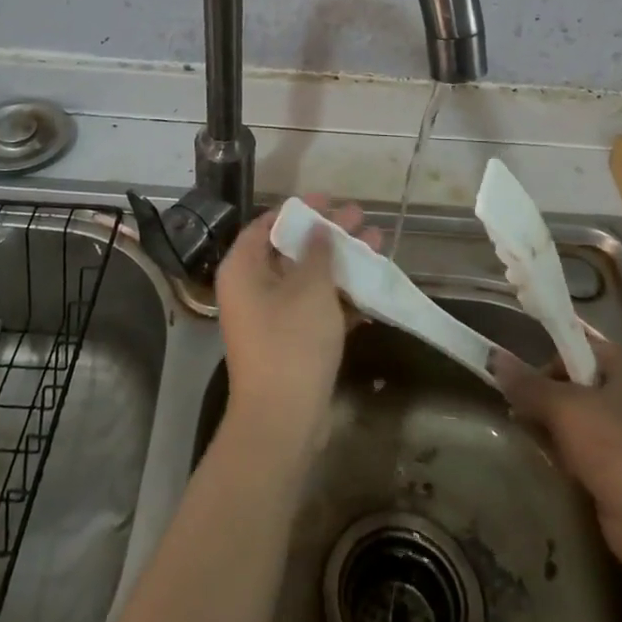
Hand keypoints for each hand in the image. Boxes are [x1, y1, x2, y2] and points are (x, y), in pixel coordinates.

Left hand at [214, 197, 372, 454]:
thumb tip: (319, 229)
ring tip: (377, 244)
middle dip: (329, 234)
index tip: (331, 200)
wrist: (282, 421)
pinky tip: (372, 287)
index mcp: (244, 267)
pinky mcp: (289, 341)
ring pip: (308, 278)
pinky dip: (340, 296)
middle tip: (361, 218)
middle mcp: (251, 287)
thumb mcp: (310, 288)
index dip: (301, 210)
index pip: (269, 224)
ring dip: (340, 263)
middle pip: (292, 249)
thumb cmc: (291, 342)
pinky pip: (315, 307)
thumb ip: (318, 251)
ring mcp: (270, 316)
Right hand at [490, 337, 621, 564]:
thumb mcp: (563, 408)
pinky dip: (570, 452)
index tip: (523, 383)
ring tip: (533, 437)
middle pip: (578, 382)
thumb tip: (494, 358)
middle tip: (521, 412)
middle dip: (547, 397)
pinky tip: (555, 463)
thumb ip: (527, 383)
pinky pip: (591, 447)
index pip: (579, 347)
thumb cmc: (614, 448)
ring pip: (582, 417)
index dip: (548, 361)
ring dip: (555, 426)